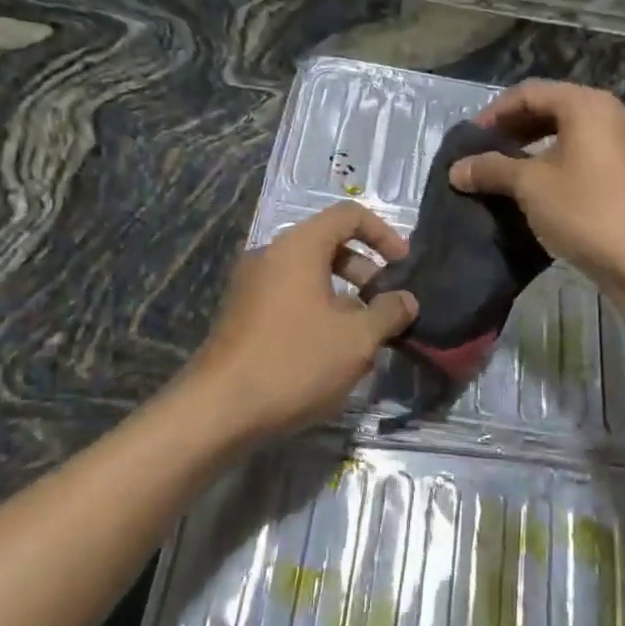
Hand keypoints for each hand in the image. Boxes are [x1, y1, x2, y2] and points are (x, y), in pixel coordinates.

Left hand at [181, 201, 418, 441]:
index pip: (348, 215)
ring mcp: (252, 285)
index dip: (383, 234)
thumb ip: (389, 312)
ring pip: (310, 275)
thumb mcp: (357, 339)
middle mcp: (272, 255)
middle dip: (366, 271)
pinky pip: (291, 297)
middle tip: (388, 306)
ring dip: (345, 297)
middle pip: (329, 244)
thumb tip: (406, 300)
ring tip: (366, 337)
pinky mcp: (243, 315)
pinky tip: (332, 354)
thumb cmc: (295, 361)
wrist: (218, 410)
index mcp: (298, 246)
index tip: (403, 267)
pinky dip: (319, 311)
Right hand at [449, 80, 624, 291]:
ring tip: (508, 173)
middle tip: (486, 153)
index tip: (470, 139)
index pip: (530, 93)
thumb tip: (456, 170)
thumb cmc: (586, 210)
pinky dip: (559, 164)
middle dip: (515, 129)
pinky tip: (541, 191)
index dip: (494, 112)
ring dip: (535, 149)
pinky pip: (587, 156)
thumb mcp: (530, 186)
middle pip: (553, 108)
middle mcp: (612, 115)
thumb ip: (491, 169)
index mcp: (587, 105)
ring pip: (571, 134)